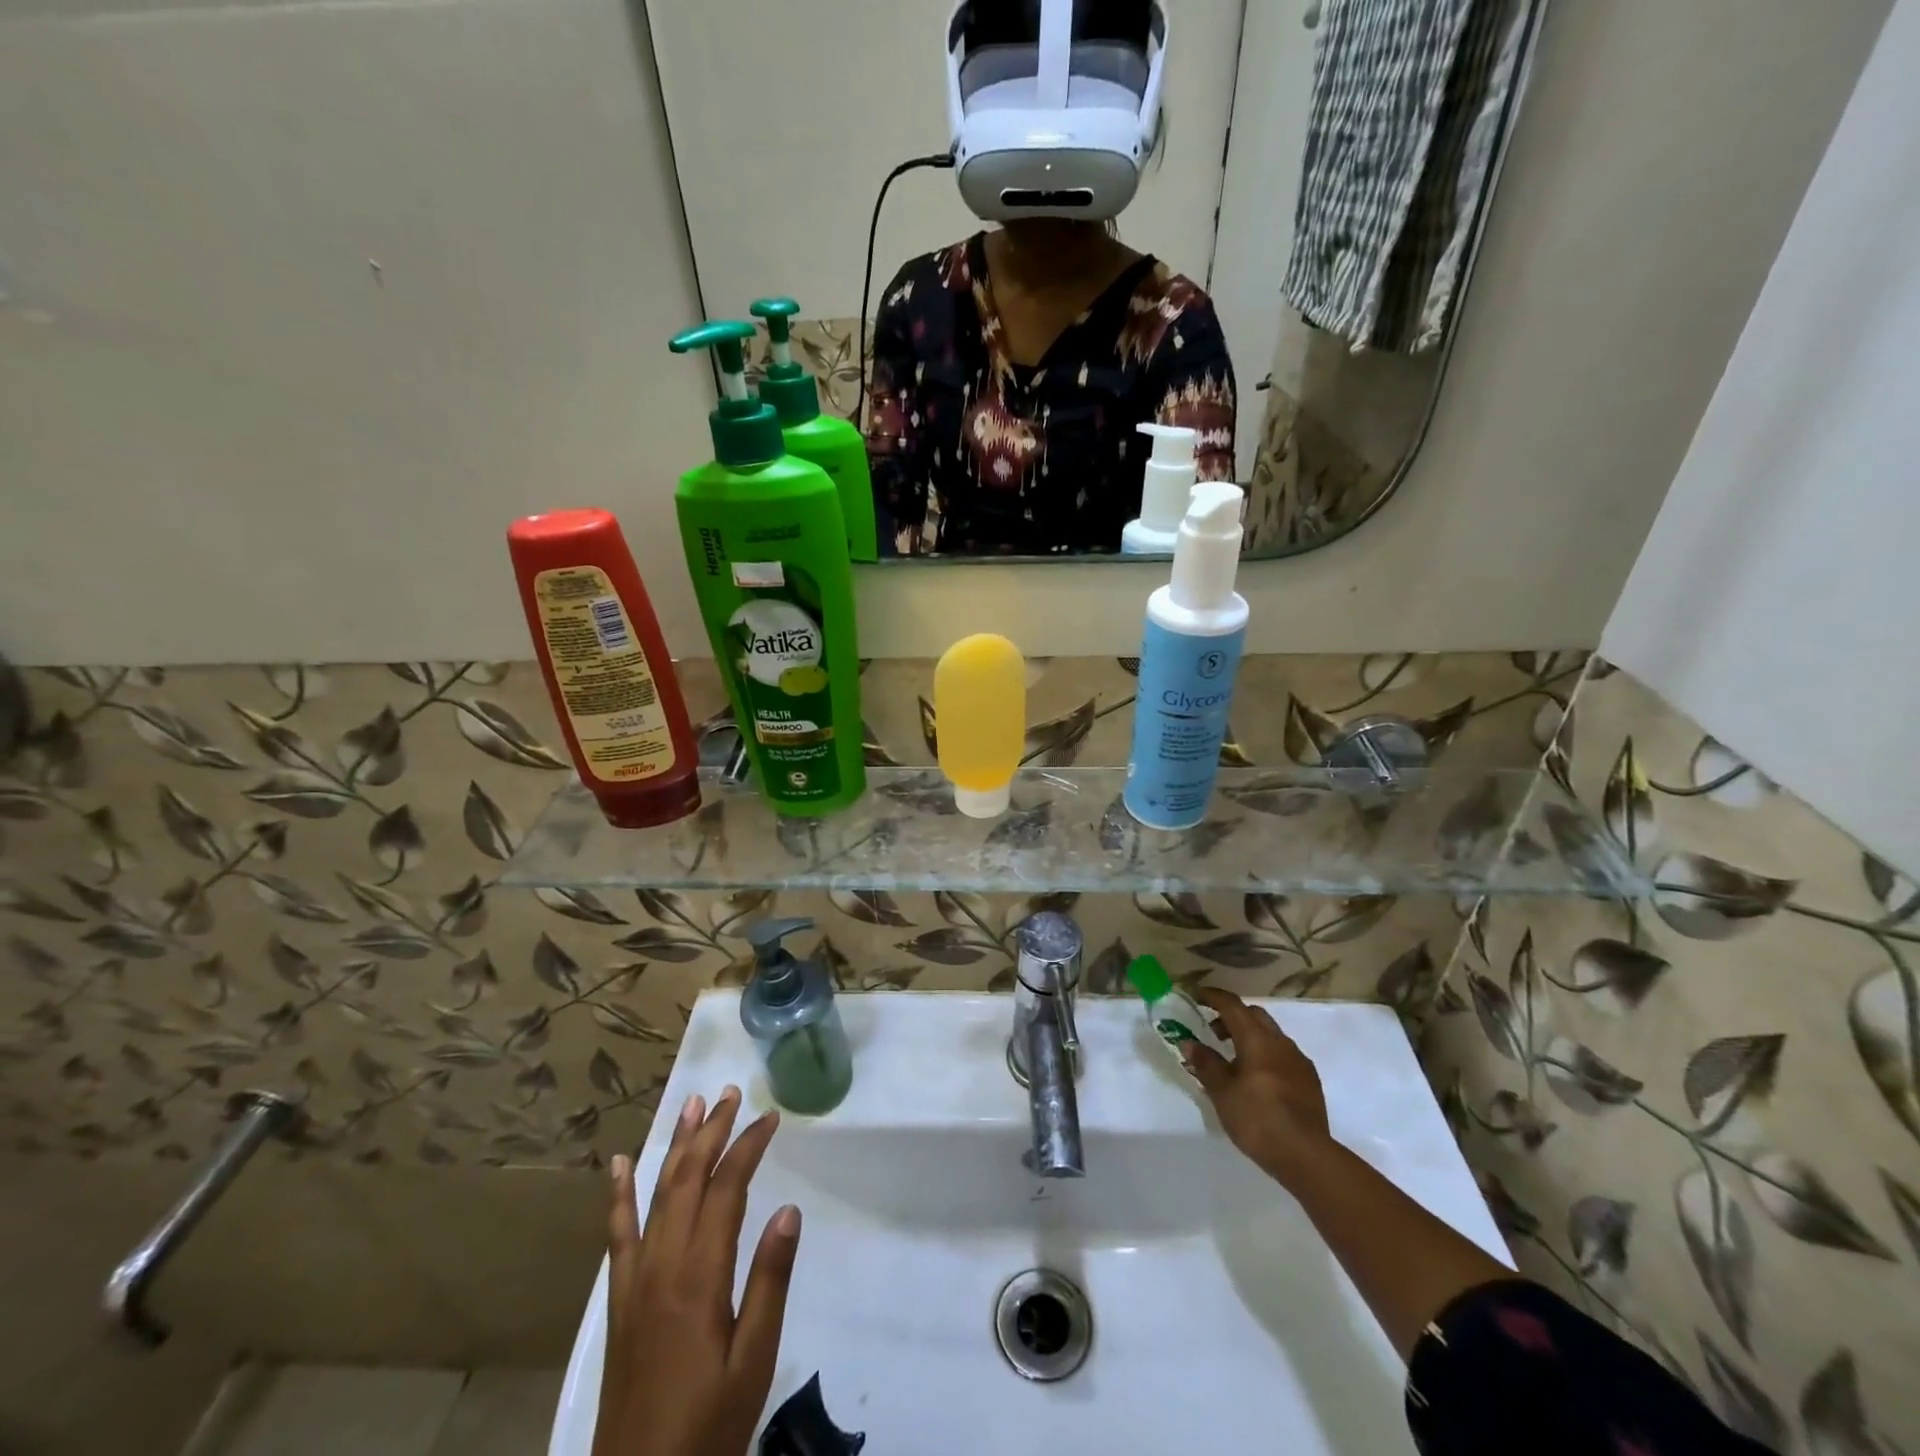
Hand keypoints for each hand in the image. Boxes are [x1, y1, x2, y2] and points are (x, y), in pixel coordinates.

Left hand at [595, 1086, 801, 1455]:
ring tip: (692, 1106)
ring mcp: (635, 1281)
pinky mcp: (620, 1301)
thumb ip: (770, 1282)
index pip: (727, 1189)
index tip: (771, 1117)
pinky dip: (620, 1195)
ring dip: (676, 1146)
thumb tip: (788, 1210)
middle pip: (688, 1179)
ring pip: (656, 1195)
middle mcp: (663, 1265)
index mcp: (699, 1276)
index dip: (748, 1147)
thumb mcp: (753, 1361)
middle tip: (731, 1094)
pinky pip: (618, 1235)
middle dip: (712, 1132)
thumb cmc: (708, 1428)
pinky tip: (622, 1165)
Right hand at [1184, 988, 1335, 1188]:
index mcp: (1256, 1039)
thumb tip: (1189, 1043)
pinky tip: (1259, 1079)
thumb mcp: (1221, 1091)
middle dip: (1231, 1016)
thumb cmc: (1256, 1118)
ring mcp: (1299, 1061)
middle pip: (1254, 1015)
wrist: (1305, 1156)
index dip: (1212, 996)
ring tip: (1234, 1060)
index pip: (1232, 1005)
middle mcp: (1280, 1042)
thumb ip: (1205, 1062)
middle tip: (1213, 1031)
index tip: (1195, 996)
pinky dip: (1266, 1054)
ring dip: (1250, 1036)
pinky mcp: (1310, 1080)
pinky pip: (1283, 1054)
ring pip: (1271, 1034)